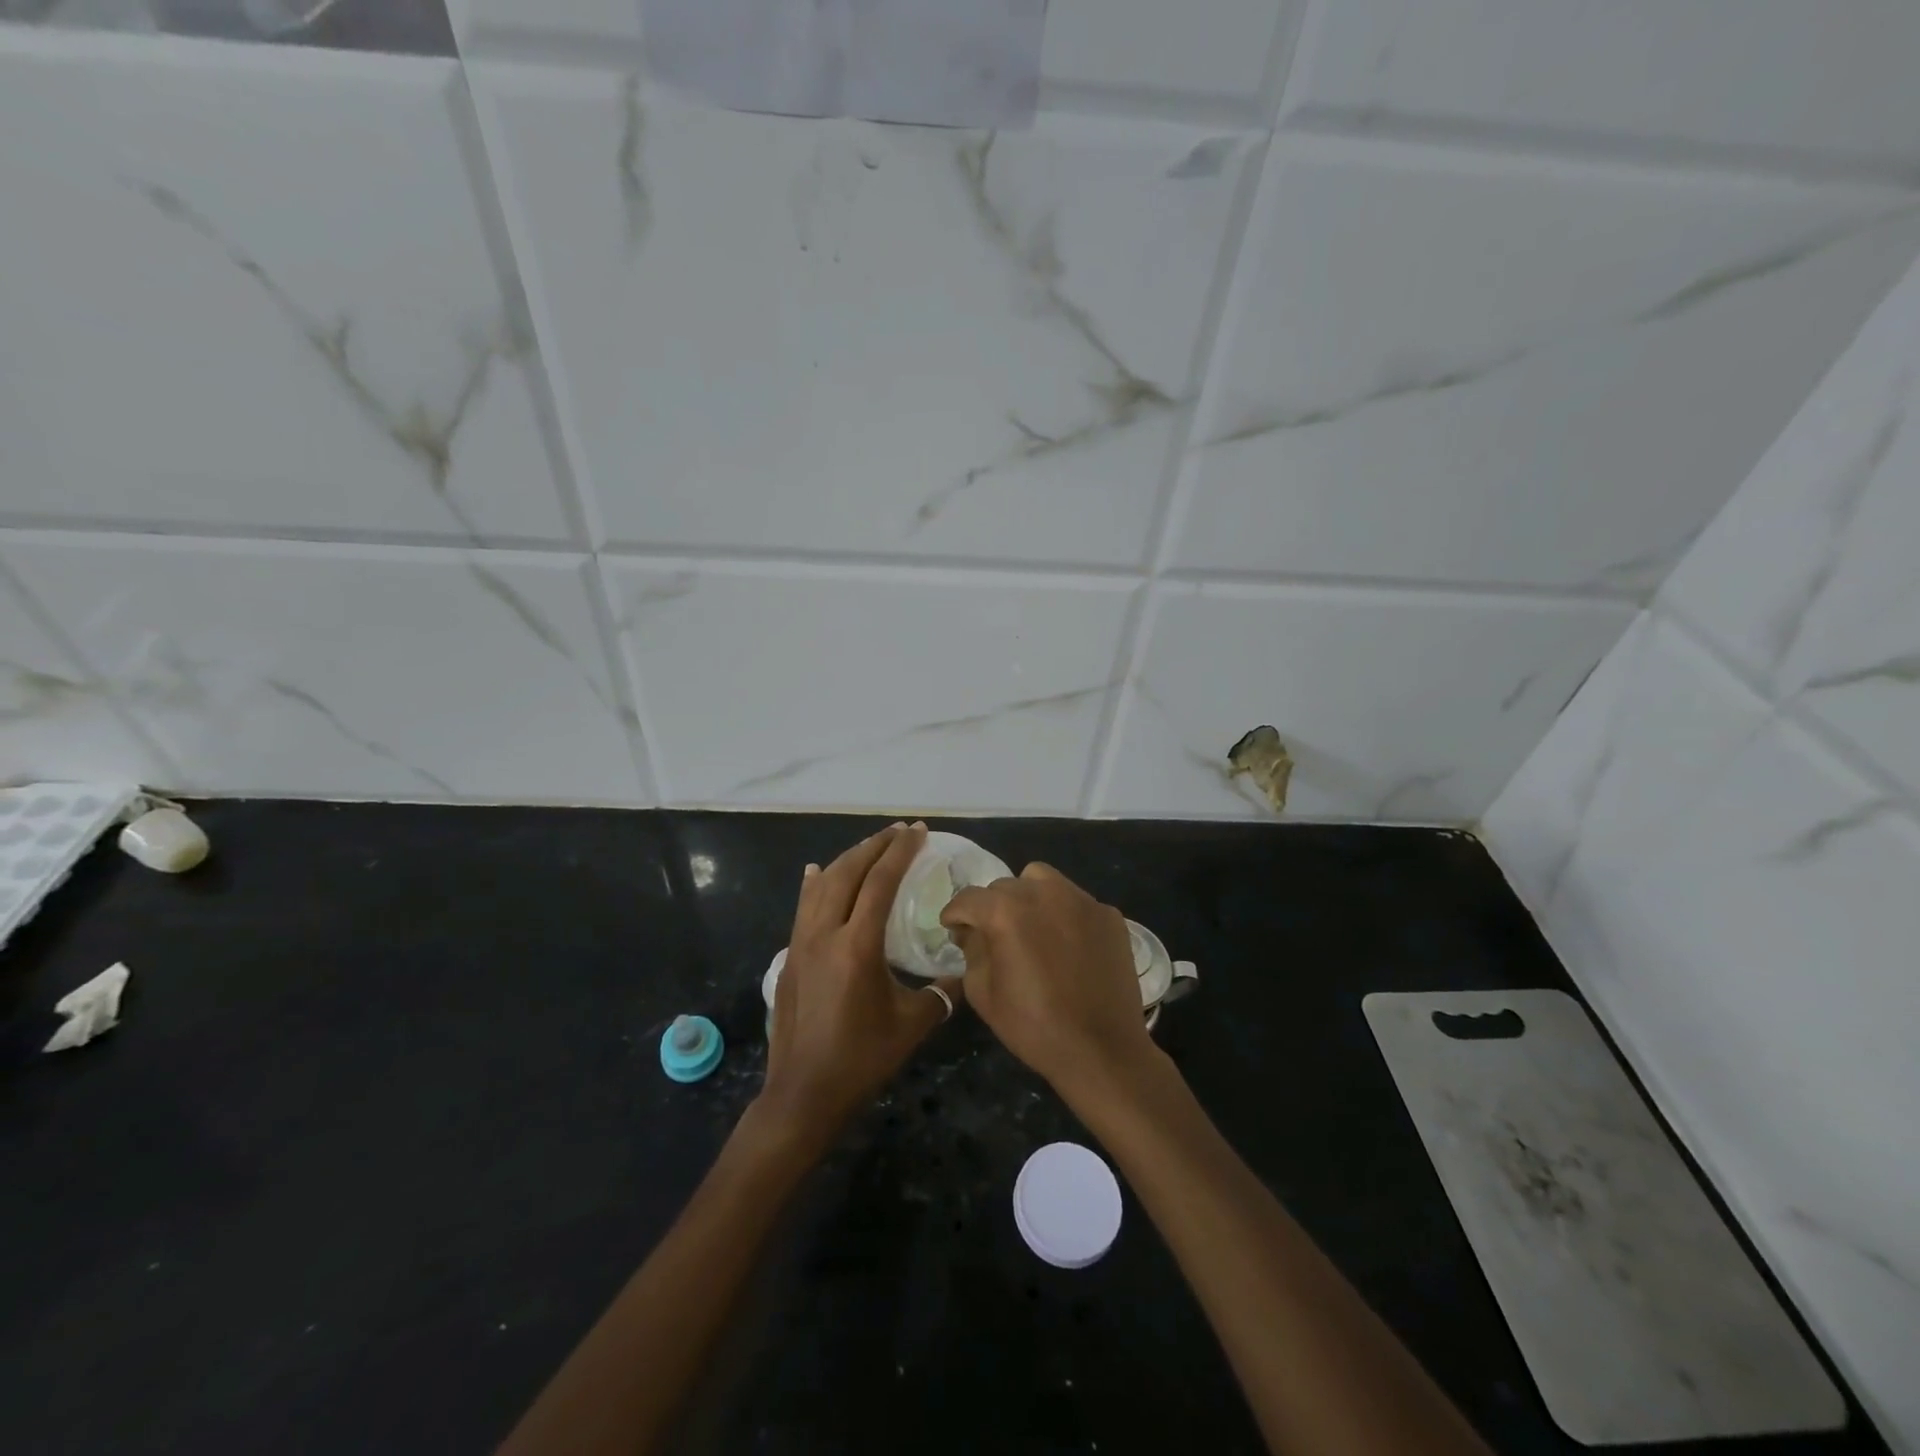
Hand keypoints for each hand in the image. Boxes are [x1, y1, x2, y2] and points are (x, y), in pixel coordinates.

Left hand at [760, 822, 961, 1149]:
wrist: (804, 1092)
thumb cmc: (862, 1058)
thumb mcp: (912, 1024)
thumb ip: (942, 993)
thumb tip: (965, 971)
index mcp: (857, 945)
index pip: (880, 882)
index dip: (900, 852)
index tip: (917, 831)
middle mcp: (825, 933)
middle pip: (849, 872)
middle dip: (875, 846)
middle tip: (898, 831)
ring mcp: (802, 942)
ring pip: (823, 884)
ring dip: (848, 859)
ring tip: (870, 846)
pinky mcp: (790, 955)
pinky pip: (804, 906)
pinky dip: (817, 883)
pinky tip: (817, 872)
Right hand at [940, 863, 1154, 1103]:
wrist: (1102, 1050)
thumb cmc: (1035, 1027)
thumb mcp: (983, 993)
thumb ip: (971, 951)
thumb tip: (972, 932)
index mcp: (1007, 912)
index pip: (969, 898)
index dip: (955, 913)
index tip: (953, 929)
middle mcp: (1044, 893)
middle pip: (1005, 886)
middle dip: (992, 908)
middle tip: (993, 936)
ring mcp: (1081, 900)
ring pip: (1042, 880)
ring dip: (1028, 897)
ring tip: (1031, 928)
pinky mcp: (1108, 914)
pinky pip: (1075, 901)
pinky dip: (1063, 914)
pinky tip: (1067, 945)